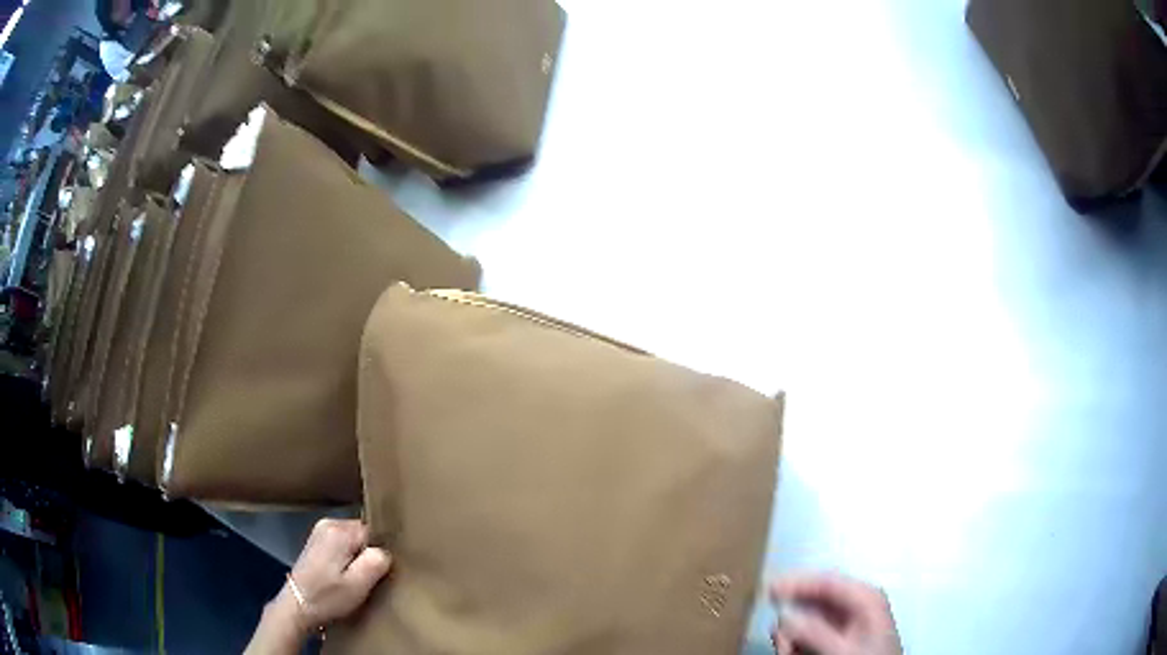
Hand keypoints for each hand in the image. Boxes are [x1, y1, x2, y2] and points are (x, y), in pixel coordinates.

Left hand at [245, 519, 391, 654]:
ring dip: (358, 557)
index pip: (373, 532)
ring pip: (353, 540)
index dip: (379, 552)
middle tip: (369, 578)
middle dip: (369, 553)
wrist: (296, 606)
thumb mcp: (358, 585)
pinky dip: (347, 558)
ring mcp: (319, 532)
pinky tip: (345, 575)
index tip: (380, 572)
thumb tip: (385, 551)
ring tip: (357, 578)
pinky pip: (342, 544)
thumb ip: (376, 562)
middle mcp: (328, 523)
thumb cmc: (327, 597)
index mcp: (339, 531)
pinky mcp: (315, 542)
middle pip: (362, 534)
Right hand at [769, 572, 902, 654]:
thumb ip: (815, 632)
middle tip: (778, 637)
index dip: (797, 582)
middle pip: (815, 599)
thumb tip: (785, 617)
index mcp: (865, 597)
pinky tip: (794, 652)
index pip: (827, 580)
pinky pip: (812, 631)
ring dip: (792, 634)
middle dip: (792, 618)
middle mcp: (857, 603)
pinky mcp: (840, 635)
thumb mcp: (843, 649)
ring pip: (809, 618)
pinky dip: (798, 641)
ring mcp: (848, 620)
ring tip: (787, 651)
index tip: (769, 590)